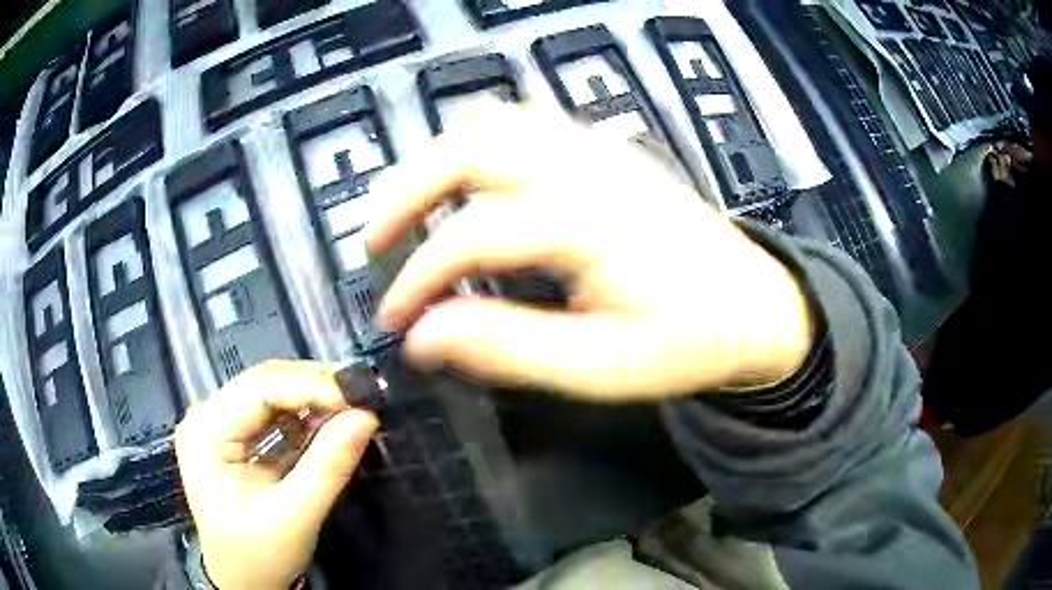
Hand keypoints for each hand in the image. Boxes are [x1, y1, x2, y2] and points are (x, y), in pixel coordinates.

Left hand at [175, 361, 377, 589]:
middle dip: (315, 387)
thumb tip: (366, 417)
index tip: (360, 399)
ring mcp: (219, 423)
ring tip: (353, 408)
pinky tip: (331, 422)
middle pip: (264, 382)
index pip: (260, 388)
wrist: (241, 581)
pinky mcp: (234, 436)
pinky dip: (305, 416)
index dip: (312, 386)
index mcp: (206, 431)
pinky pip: (273, 413)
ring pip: (271, 392)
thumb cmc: (258, 555)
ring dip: (313, 398)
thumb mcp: (294, 516)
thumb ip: (328, 467)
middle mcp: (206, 415)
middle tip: (363, 398)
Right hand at [367, 104, 814, 400]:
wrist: (757, 305)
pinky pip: (526, 123)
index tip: (396, 317)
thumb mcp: (603, 368)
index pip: (471, 233)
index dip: (418, 276)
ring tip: (410, 205)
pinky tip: (470, 179)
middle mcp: (586, 167)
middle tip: (377, 238)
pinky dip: (479, 143)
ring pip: (494, 122)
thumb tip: (425, 337)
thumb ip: (510, 348)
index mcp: (587, 221)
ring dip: (438, 158)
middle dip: (408, 189)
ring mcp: (598, 149)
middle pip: (471, 146)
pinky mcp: (606, 150)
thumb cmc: (690, 341)